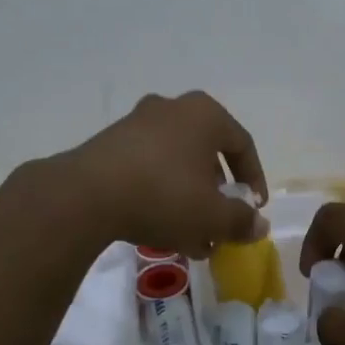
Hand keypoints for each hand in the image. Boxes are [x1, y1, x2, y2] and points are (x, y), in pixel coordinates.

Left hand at [52, 91, 268, 256]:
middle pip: (206, 153)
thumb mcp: (212, 216)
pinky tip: (159, 228)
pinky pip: (148, 167)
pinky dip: (160, 193)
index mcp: (204, 114)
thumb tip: (259, 225)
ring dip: (188, 198)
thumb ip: (241, 221)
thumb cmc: (164, 195)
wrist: (86, 195)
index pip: (242, 144)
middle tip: (220, 223)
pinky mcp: (110, 142)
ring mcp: (137, 122)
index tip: (254, 209)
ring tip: (191, 236)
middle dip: (216, 193)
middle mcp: (172, 109)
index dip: (254, 179)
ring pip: (176, 163)